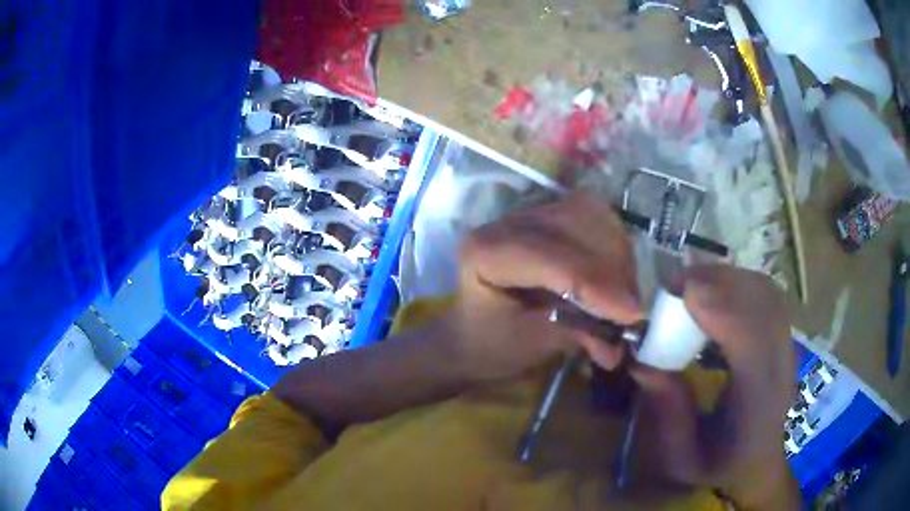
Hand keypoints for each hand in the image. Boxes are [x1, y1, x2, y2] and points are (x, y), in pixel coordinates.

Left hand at [439, 192, 643, 381]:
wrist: (474, 334)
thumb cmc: (492, 345)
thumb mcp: (531, 346)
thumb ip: (576, 336)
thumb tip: (619, 345)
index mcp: (485, 252)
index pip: (550, 256)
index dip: (596, 284)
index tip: (632, 314)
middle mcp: (505, 222)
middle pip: (575, 224)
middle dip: (612, 268)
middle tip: (631, 311)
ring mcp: (528, 214)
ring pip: (590, 213)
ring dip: (617, 254)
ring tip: (624, 296)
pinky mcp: (548, 216)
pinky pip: (594, 216)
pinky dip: (614, 245)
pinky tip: (616, 276)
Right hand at [631, 265, 797, 508]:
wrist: (759, 461)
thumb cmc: (719, 466)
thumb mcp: (681, 458)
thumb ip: (667, 412)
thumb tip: (641, 359)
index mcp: (757, 407)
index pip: (752, 343)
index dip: (721, 308)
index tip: (680, 291)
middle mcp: (781, 368)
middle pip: (762, 304)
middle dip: (719, 282)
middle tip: (674, 282)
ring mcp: (788, 347)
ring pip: (766, 293)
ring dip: (728, 278)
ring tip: (690, 283)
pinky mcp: (784, 336)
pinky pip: (766, 295)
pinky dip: (739, 282)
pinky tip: (716, 290)